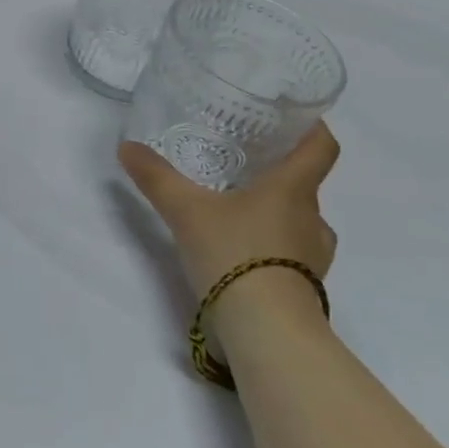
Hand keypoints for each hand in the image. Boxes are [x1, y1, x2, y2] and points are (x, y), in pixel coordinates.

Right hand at [120, 125, 340, 339]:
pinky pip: (290, 252)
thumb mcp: (185, 210)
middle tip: (240, 162)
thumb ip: (156, 177)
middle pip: (305, 183)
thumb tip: (126, 147)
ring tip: (235, 207)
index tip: (293, 116)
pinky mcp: (304, 286)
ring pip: (297, 220)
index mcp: (293, 189)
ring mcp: (313, 256)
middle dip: (276, 171)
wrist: (266, 331)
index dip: (312, 127)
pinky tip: (238, 248)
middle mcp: (312, 218)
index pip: (321, 147)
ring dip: (273, 211)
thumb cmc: (235, 253)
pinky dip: (269, 245)